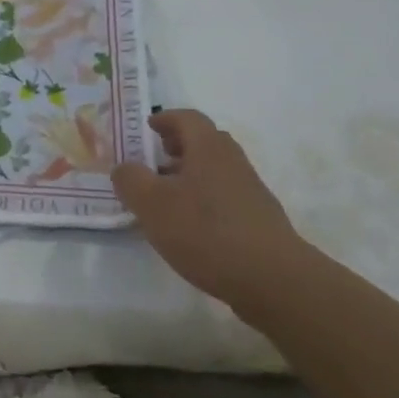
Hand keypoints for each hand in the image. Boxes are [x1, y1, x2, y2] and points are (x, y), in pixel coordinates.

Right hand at [111, 109, 312, 316]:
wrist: (273, 279)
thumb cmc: (205, 231)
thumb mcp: (151, 204)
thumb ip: (130, 179)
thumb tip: (125, 168)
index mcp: (208, 149)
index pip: (187, 118)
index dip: (164, 119)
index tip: (146, 128)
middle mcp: (232, 162)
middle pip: (204, 142)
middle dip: (177, 146)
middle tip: (152, 160)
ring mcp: (250, 191)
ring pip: (214, 171)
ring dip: (188, 175)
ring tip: (164, 198)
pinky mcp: (257, 220)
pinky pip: (224, 196)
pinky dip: (202, 199)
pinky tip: (188, 227)